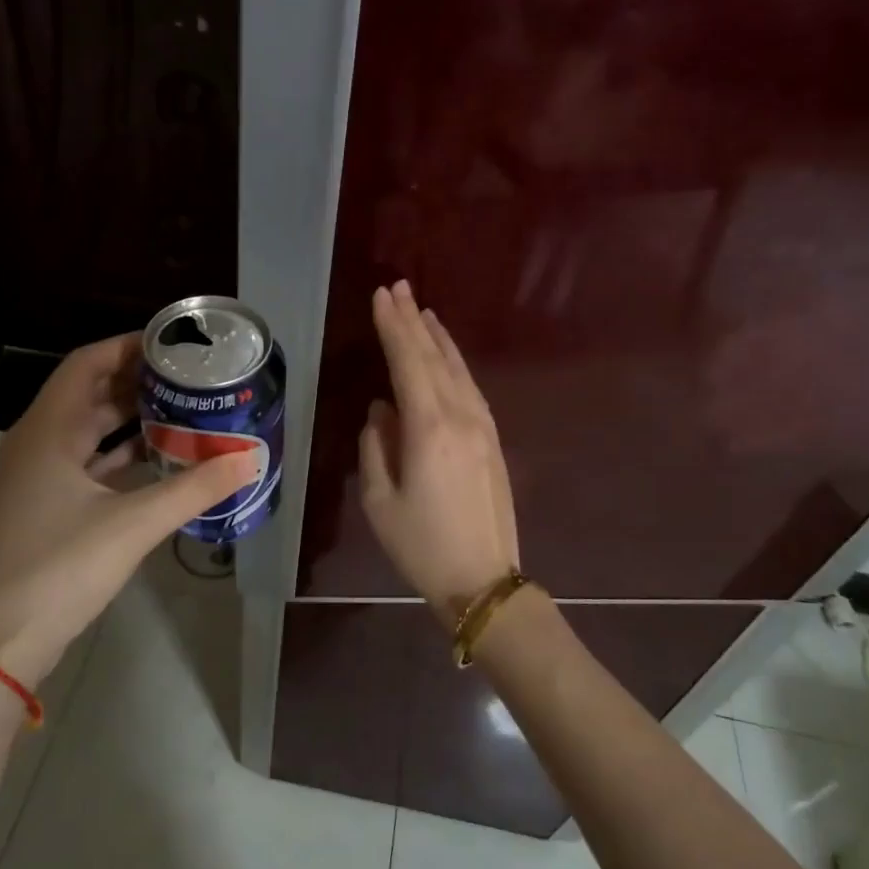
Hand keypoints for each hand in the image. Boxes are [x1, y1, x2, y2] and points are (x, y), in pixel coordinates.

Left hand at [0, 333, 258, 683]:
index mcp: (46, 431)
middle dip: (135, 380)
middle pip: (87, 393)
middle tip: (186, 375)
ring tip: (181, 406)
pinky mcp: (46, 503)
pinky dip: (119, 452)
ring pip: (87, 429)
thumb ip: (194, 488)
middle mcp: (36, 442)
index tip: (172, 344)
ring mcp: (37, 475)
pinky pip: (86, 461)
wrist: (8, 639)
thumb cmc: (63, 568)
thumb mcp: (134, 524)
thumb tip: (249, 460)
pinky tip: (158, 455)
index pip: (86, 364)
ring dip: (129, 416)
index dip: (127, 347)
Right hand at [360, 281, 519, 622]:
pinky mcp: (492, 440)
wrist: (483, 580)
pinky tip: (446, 355)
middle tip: (398, 287)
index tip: (381, 296)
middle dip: (413, 321)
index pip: (408, 363)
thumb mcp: (379, 499)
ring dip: (437, 337)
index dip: (393, 327)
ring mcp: (483, 426)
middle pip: (435, 357)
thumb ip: (376, 446)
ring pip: (457, 369)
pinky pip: (470, 387)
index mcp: (429, 429)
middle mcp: (460, 417)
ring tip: (420, 310)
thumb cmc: (420, 545)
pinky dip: (454, 363)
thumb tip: (382, 411)